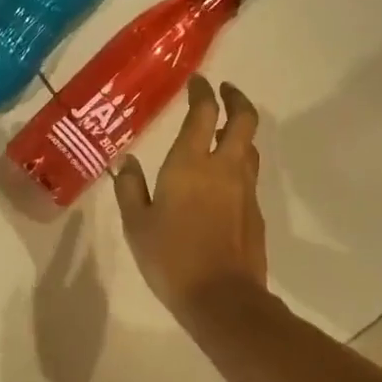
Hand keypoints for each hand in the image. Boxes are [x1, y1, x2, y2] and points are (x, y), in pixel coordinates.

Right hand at [114, 76, 267, 316]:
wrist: (222, 299)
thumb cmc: (171, 258)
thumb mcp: (136, 224)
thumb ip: (130, 188)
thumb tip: (126, 161)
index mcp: (191, 163)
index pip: (204, 112)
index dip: (202, 92)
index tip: (197, 82)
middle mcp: (224, 167)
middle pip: (243, 119)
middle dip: (235, 99)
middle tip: (224, 91)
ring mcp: (245, 189)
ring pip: (250, 147)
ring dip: (240, 131)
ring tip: (223, 131)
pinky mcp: (255, 212)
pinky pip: (249, 175)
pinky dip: (239, 163)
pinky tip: (222, 179)